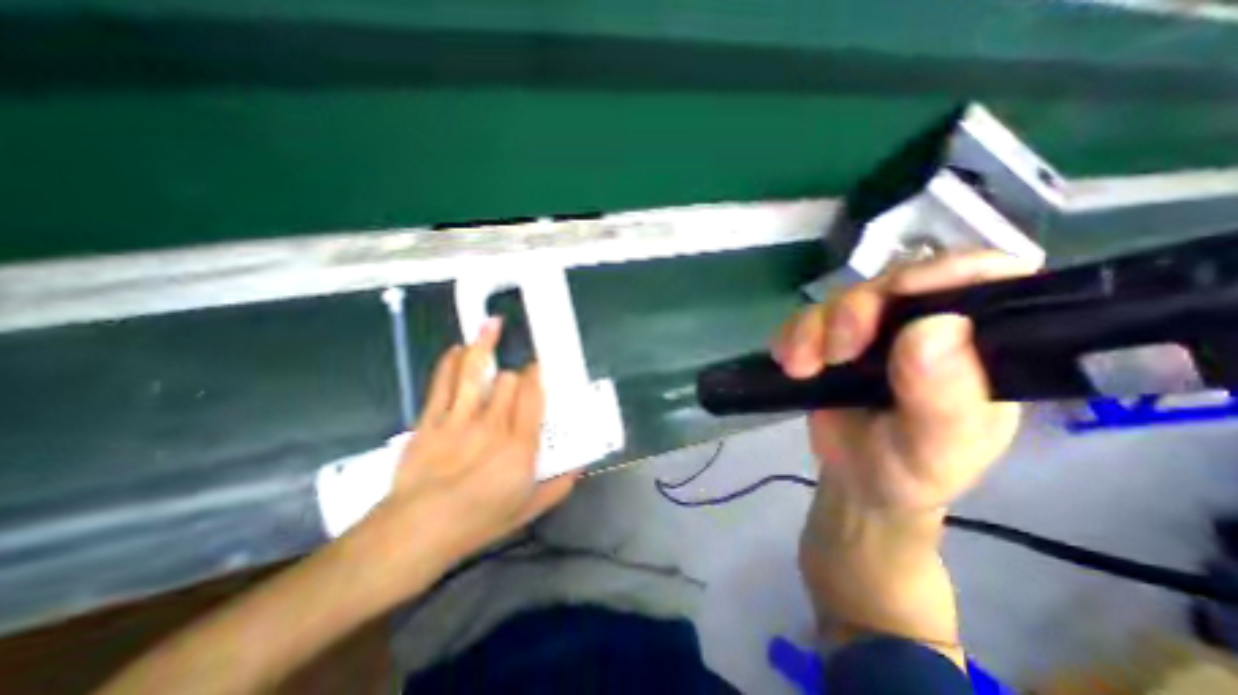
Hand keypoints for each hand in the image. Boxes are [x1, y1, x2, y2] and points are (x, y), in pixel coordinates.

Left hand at [353, 319, 575, 586]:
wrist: (415, 533)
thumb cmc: (476, 523)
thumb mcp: (526, 510)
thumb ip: (557, 487)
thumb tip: (580, 470)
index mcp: (519, 445)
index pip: (533, 396)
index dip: (537, 377)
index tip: (539, 371)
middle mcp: (493, 424)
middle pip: (507, 381)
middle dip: (516, 373)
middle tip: (518, 375)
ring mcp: (459, 419)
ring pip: (475, 371)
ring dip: (484, 344)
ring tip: (491, 324)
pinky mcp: (431, 420)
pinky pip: (442, 383)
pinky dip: (450, 362)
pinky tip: (457, 349)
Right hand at [775, 253, 1036, 511]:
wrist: (856, 480)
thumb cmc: (910, 470)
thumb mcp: (937, 448)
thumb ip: (945, 397)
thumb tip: (937, 324)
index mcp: (977, 347)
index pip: (985, 278)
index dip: (947, 271)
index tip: (902, 293)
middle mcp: (923, 327)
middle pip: (891, 283)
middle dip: (856, 311)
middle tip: (838, 353)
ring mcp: (870, 331)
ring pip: (838, 299)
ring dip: (813, 329)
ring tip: (803, 369)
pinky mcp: (826, 340)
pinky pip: (802, 320)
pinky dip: (790, 336)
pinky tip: (790, 363)